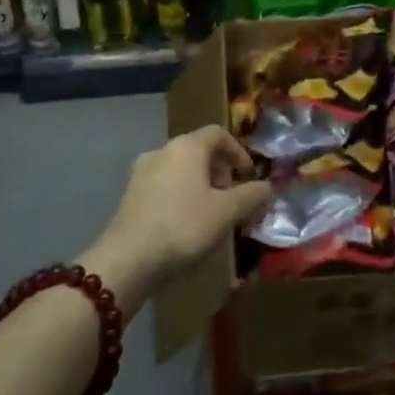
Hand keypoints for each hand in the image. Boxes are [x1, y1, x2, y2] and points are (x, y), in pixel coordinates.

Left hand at [83, 125, 271, 314]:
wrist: (127, 260)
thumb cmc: (183, 226)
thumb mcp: (227, 212)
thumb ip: (252, 196)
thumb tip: (267, 188)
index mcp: (186, 147)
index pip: (218, 134)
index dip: (238, 152)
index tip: (248, 176)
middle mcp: (161, 151)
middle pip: (198, 151)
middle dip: (220, 172)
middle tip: (232, 199)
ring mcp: (141, 174)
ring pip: (180, 170)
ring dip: (200, 186)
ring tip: (211, 215)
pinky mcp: (129, 197)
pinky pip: (164, 187)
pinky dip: (181, 197)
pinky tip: (185, 226)